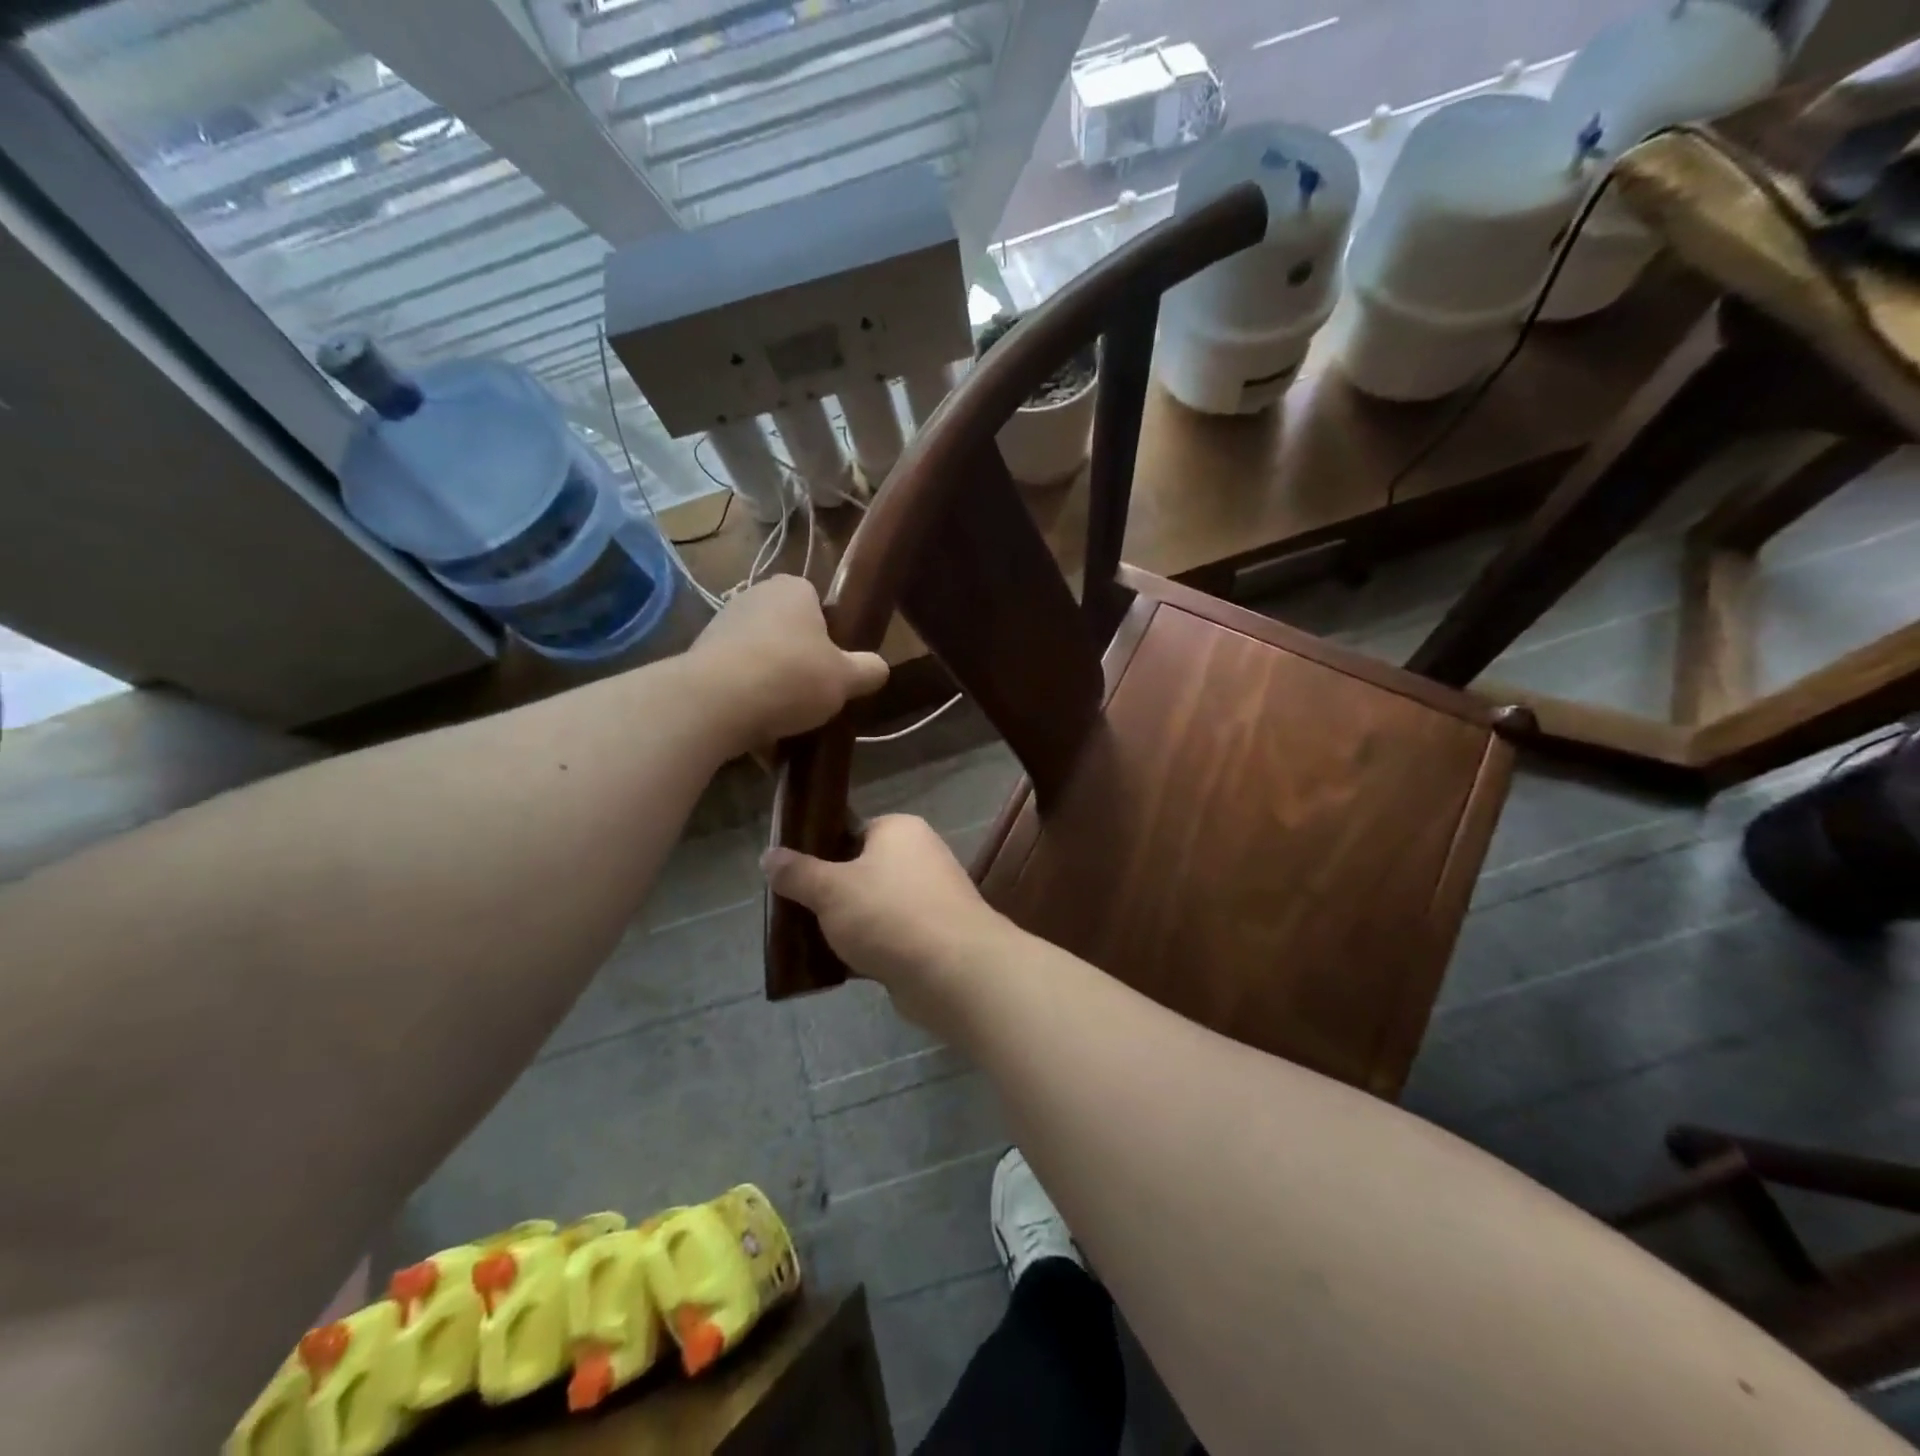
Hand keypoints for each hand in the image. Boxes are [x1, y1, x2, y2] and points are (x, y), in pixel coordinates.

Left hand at [690, 576, 887, 751]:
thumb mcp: (846, 678)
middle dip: (800, 665)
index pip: (818, 604)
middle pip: (788, 634)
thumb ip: (868, 670)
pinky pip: (736, 684)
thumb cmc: (790, 677)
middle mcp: (753, 598)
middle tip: (816, 697)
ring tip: (789, 725)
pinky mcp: (699, 661)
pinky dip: (748, 706)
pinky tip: (760, 736)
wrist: (714, 703)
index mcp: (792, 590)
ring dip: (773, 689)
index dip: (831, 636)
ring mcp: (721, 628)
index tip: (835, 667)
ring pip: (761, 661)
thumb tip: (878, 669)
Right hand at [763, 816, 1006, 1025]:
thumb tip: (767, 856)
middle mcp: (919, 857)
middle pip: (860, 871)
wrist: (954, 972)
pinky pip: (889, 937)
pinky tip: (838, 968)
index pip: (852, 830)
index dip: (820, 852)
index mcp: (900, 830)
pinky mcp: (932, 937)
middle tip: (795, 914)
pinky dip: (867, 950)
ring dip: (846, 926)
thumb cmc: (889, 914)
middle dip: (829, 896)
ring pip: (873, 908)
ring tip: (808, 944)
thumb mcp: (830, 889)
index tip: (792, 877)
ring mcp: (929, 898)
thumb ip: (797, 872)